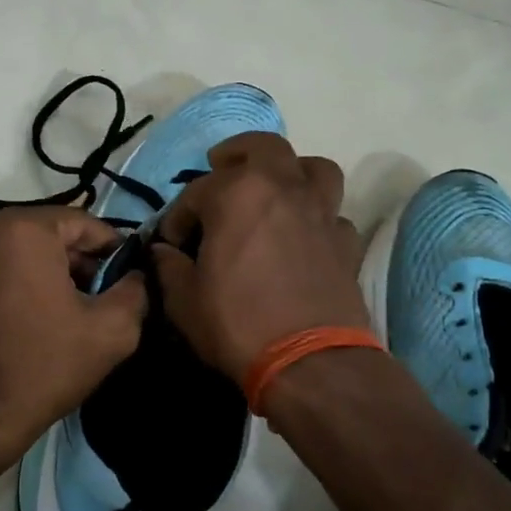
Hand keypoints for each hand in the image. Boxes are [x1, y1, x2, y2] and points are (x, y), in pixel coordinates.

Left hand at [0, 207, 147, 481]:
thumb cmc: (44, 365)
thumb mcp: (111, 330)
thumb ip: (135, 291)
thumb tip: (135, 276)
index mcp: (24, 230)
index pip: (86, 224)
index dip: (115, 252)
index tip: (130, 283)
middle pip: (55, 238)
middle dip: (85, 266)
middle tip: (107, 305)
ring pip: (29, 256)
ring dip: (58, 279)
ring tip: (78, 320)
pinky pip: (5, 274)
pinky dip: (29, 289)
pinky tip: (45, 326)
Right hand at [152, 132, 368, 382]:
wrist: (309, 363)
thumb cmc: (236, 323)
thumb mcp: (183, 300)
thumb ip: (168, 267)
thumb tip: (163, 252)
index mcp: (236, 193)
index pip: (196, 191)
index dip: (178, 217)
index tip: (171, 243)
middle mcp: (283, 189)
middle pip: (264, 147)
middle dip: (237, 154)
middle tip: (222, 169)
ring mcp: (321, 213)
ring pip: (314, 169)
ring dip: (292, 173)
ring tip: (275, 191)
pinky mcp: (346, 243)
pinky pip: (332, 216)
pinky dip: (316, 219)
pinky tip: (303, 239)